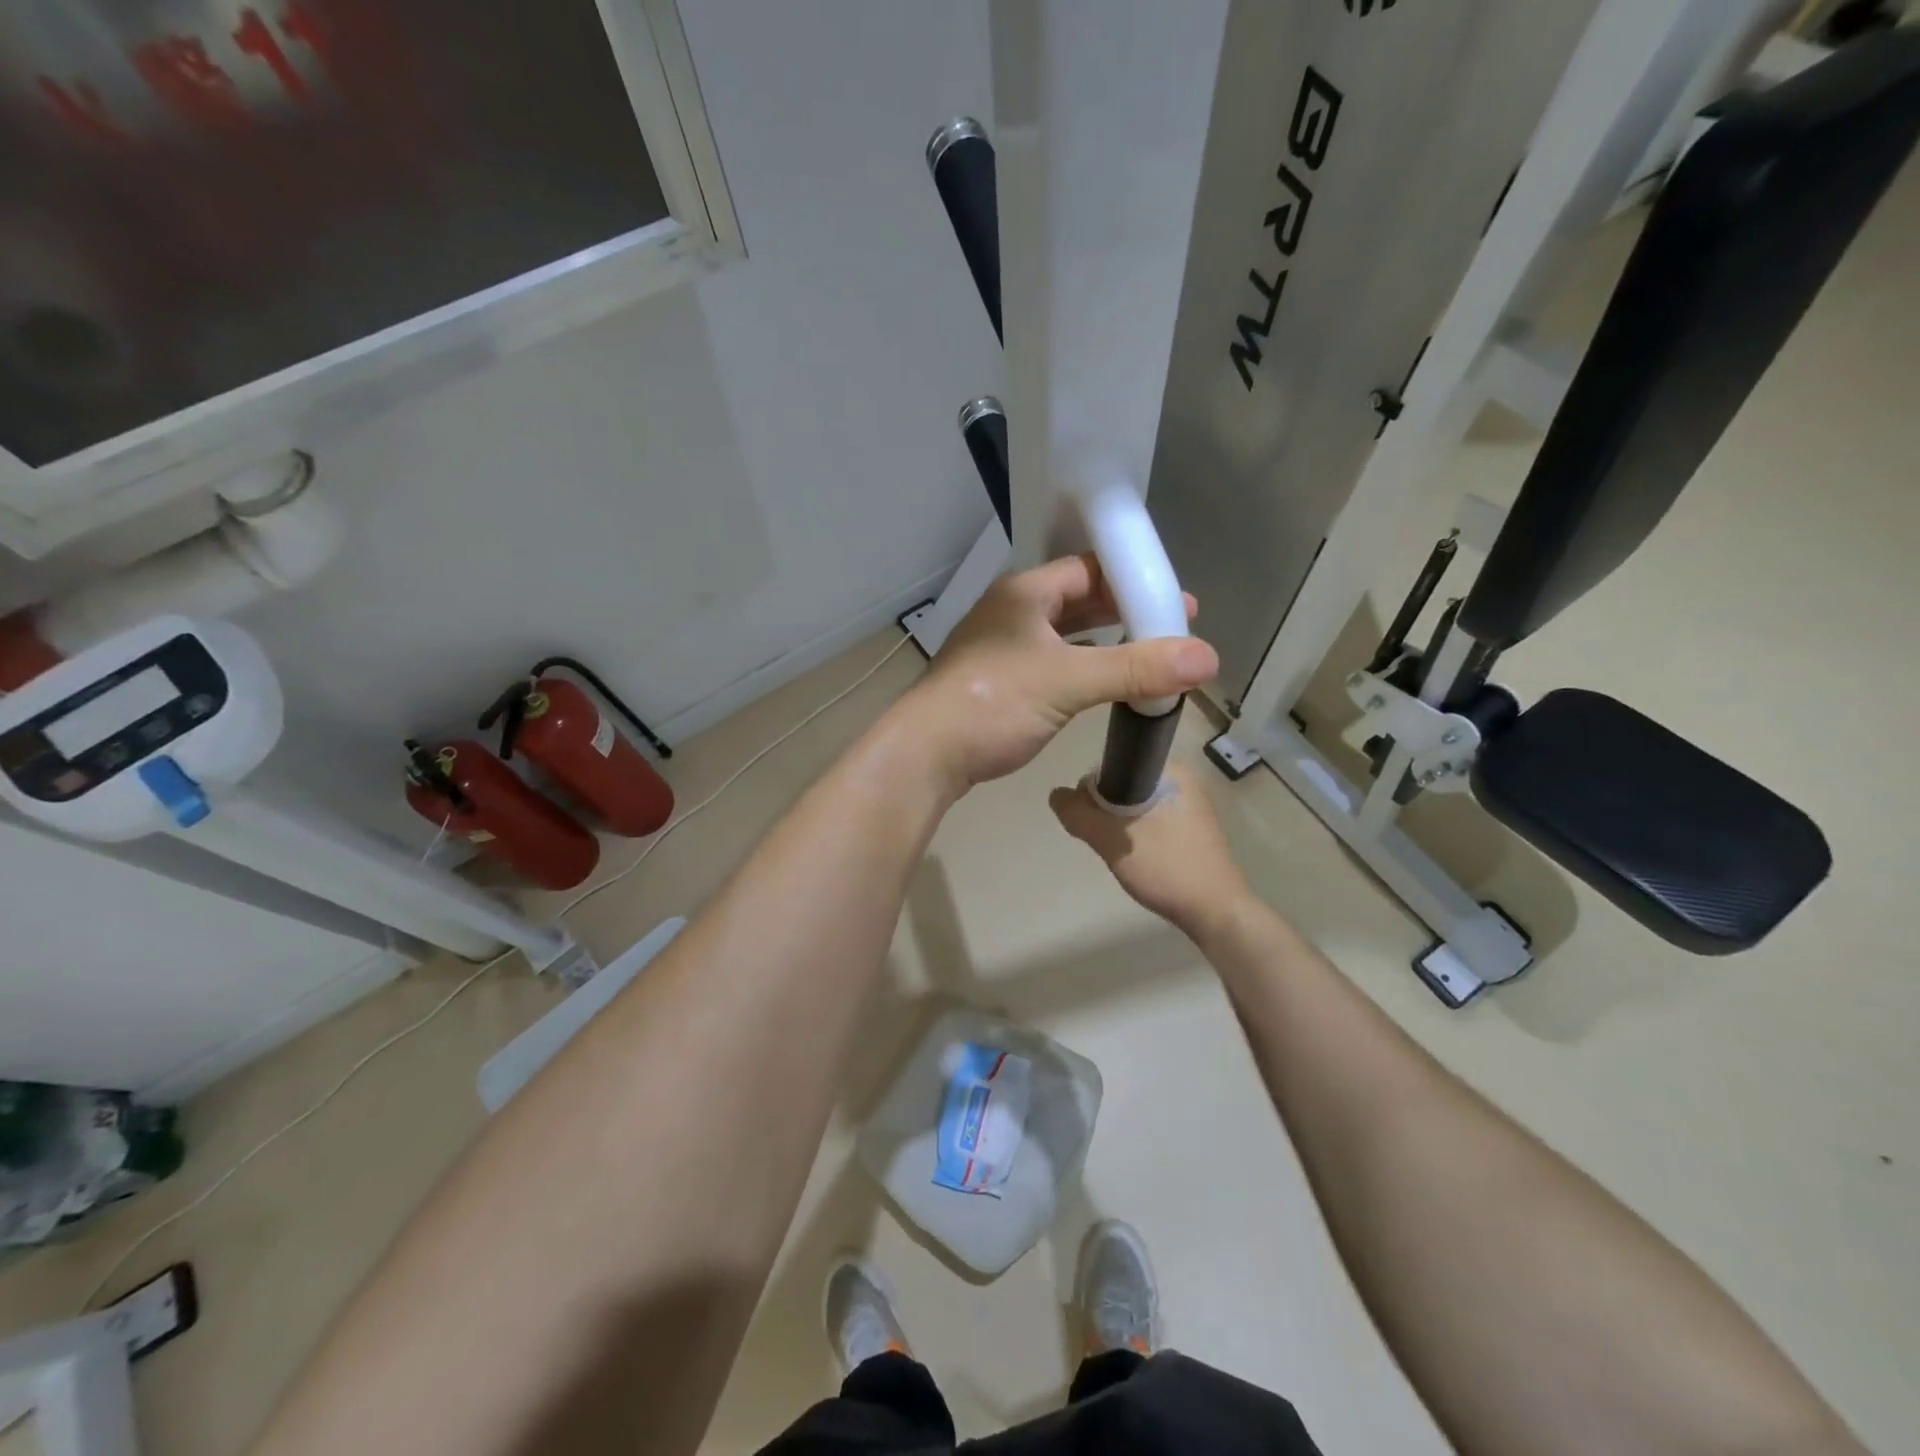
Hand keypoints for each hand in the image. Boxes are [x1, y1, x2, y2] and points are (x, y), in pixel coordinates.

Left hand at [894, 555, 1216, 795]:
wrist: (925, 754)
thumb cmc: (993, 704)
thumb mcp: (1067, 681)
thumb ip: (1136, 668)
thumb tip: (1207, 657)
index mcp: (1024, 593)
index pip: (1089, 569)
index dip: (1135, 580)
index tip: (1177, 601)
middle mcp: (1012, 612)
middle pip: (1079, 600)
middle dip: (1125, 612)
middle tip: (1172, 629)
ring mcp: (1002, 648)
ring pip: (1065, 635)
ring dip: (1105, 643)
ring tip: (1149, 655)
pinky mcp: (999, 682)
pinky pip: (1053, 663)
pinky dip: (1083, 668)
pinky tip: (1106, 684)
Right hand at [1050, 764, 1251, 936]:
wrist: (1216, 912)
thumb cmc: (1166, 868)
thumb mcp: (1112, 840)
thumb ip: (1078, 814)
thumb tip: (1055, 794)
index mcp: (1171, 770)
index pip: (1114, 765)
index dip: (1093, 792)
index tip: (1092, 821)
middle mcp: (1184, 780)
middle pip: (1124, 786)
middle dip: (1107, 812)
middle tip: (1108, 841)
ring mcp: (1192, 806)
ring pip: (1136, 806)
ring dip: (1121, 827)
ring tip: (1123, 852)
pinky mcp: (1194, 830)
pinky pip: (1153, 822)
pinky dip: (1138, 836)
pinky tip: (1140, 859)